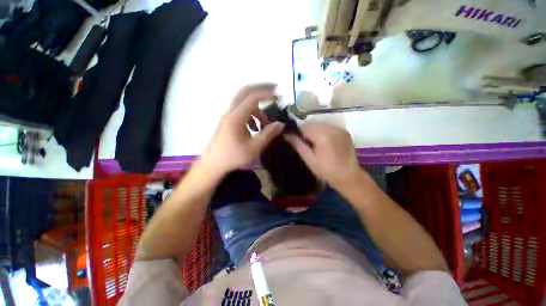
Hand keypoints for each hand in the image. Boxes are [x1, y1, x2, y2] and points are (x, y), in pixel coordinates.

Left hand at [201, 84, 284, 174]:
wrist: (214, 164)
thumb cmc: (234, 157)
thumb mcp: (254, 147)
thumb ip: (268, 134)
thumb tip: (280, 124)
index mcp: (236, 117)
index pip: (252, 97)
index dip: (267, 93)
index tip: (279, 94)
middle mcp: (231, 112)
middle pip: (245, 92)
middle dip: (261, 89)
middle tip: (274, 90)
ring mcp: (228, 116)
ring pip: (244, 103)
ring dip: (257, 108)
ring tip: (266, 122)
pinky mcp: (228, 122)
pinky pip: (242, 112)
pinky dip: (252, 115)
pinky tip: (255, 128)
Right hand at [285, 124, 360, 186]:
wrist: (348, 176)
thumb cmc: (326, 170)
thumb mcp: (309, 159)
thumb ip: (297, 145)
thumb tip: (286, 135)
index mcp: (322, 135)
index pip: (304, 127)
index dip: (297, 132)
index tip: (294, 140)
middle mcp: (332, 128)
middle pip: (313, 125)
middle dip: (306, 132)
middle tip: (305, 144)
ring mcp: (340, 129)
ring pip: (321, 125)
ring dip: (315, 132)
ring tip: (314, 144)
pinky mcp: (345, 131)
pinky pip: (329, 128)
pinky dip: (324, 132)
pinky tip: (324, 142)